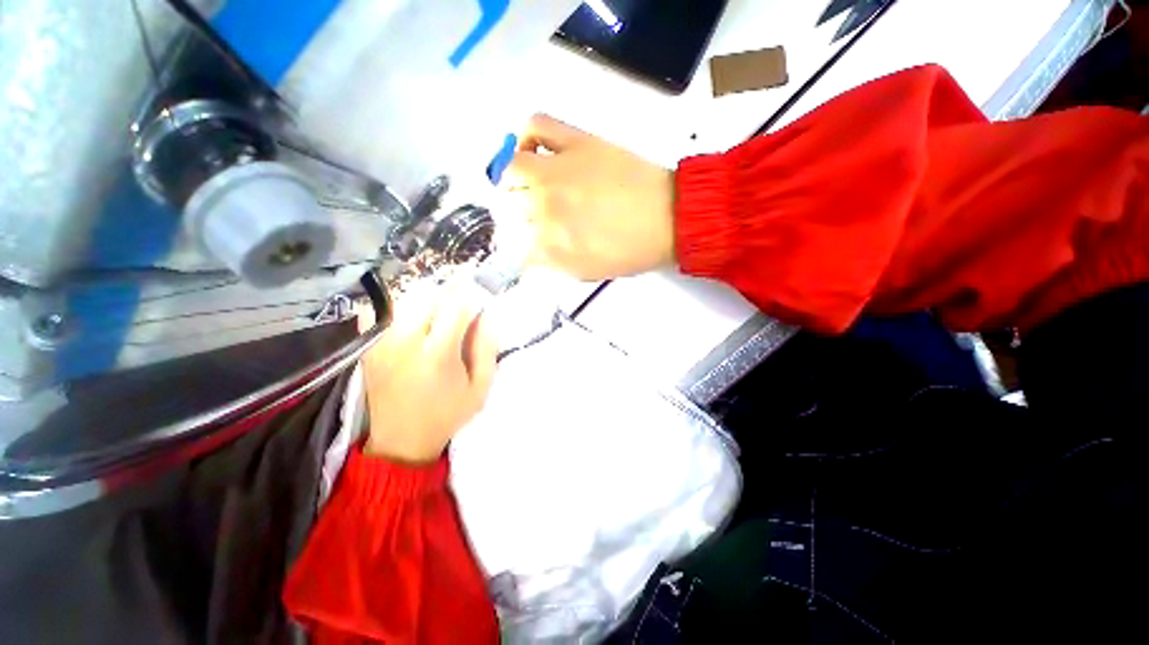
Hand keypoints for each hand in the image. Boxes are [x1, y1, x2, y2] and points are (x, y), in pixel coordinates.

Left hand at [358, 281, 496, 463]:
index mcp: (438, 354)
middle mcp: (406, 342)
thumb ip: (486, 349)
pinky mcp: (369, 347)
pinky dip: (397, 303)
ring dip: (427, 293)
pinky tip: (412, 311)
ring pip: (404, 297)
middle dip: (450, 288)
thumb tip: (487, 315)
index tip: (480, 292)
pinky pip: (380, 310)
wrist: (401, 440)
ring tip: (441, 301)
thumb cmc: (447, 414)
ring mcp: (382, 343)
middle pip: (428, 294)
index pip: (456, 307)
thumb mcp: (480, 388)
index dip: (471, 294)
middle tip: (463, 291)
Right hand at [505, 114, 676, 280]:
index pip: (513, 244)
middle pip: (508, 209)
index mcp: (549, 245)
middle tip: (538, 219)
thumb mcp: (586, 272)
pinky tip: (535, 152)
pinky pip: (537, 125)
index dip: (520, 246)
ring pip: (510, 170)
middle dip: (519, 218)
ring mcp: (557, 171)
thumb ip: (551, 263)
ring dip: (514, 183)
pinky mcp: (575, 141)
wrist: (669, 219)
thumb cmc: (631, 251)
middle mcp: (544, 207)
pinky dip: (527, 136)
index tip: (528, 244)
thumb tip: (529, 252)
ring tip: (530, 187)